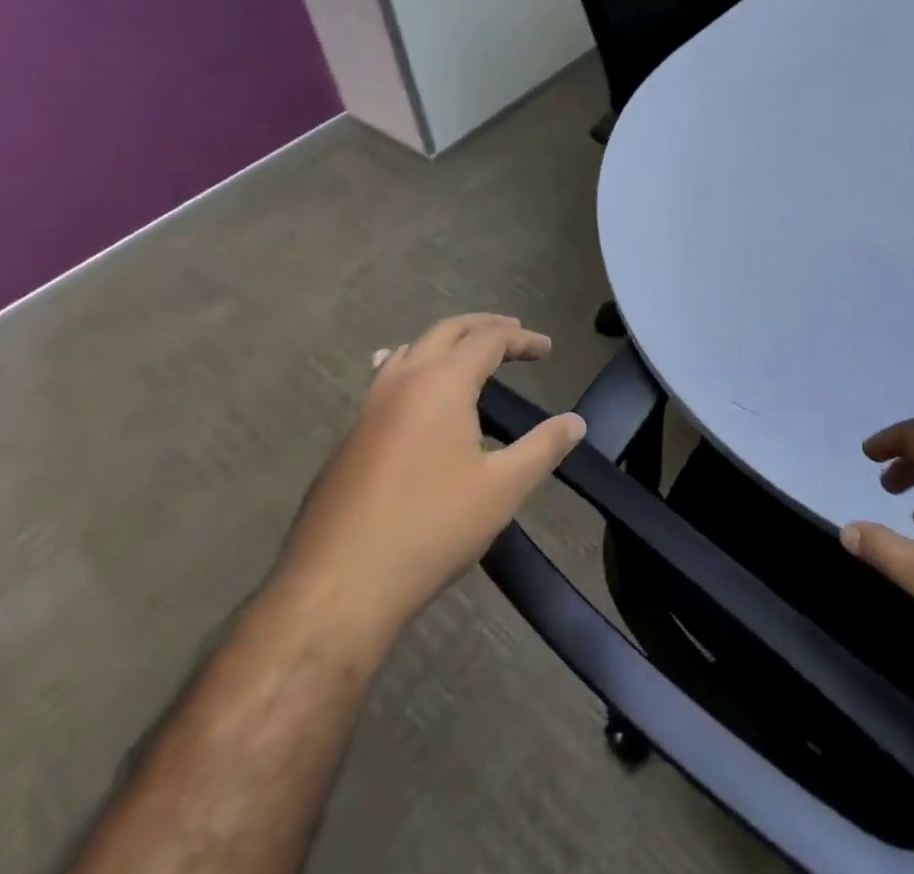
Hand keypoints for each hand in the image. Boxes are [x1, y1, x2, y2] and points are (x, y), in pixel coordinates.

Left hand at [280, 315, 584, 642]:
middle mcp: (401, 382)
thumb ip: (544, 448)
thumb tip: (576, 422)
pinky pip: (387, 381)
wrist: (338, 586)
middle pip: (445, 332)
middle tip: (512, 333)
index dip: (521, 339)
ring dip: (445, 344)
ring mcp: (368, 408)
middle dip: (482, 327)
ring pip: (410, 351)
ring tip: (467, 356)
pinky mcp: (349, 438)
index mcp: (441, 383)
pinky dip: (416, 370)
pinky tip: (418, 399)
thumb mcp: (502, 488)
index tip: (546, 349)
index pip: (488, 339)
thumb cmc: (431, 528)